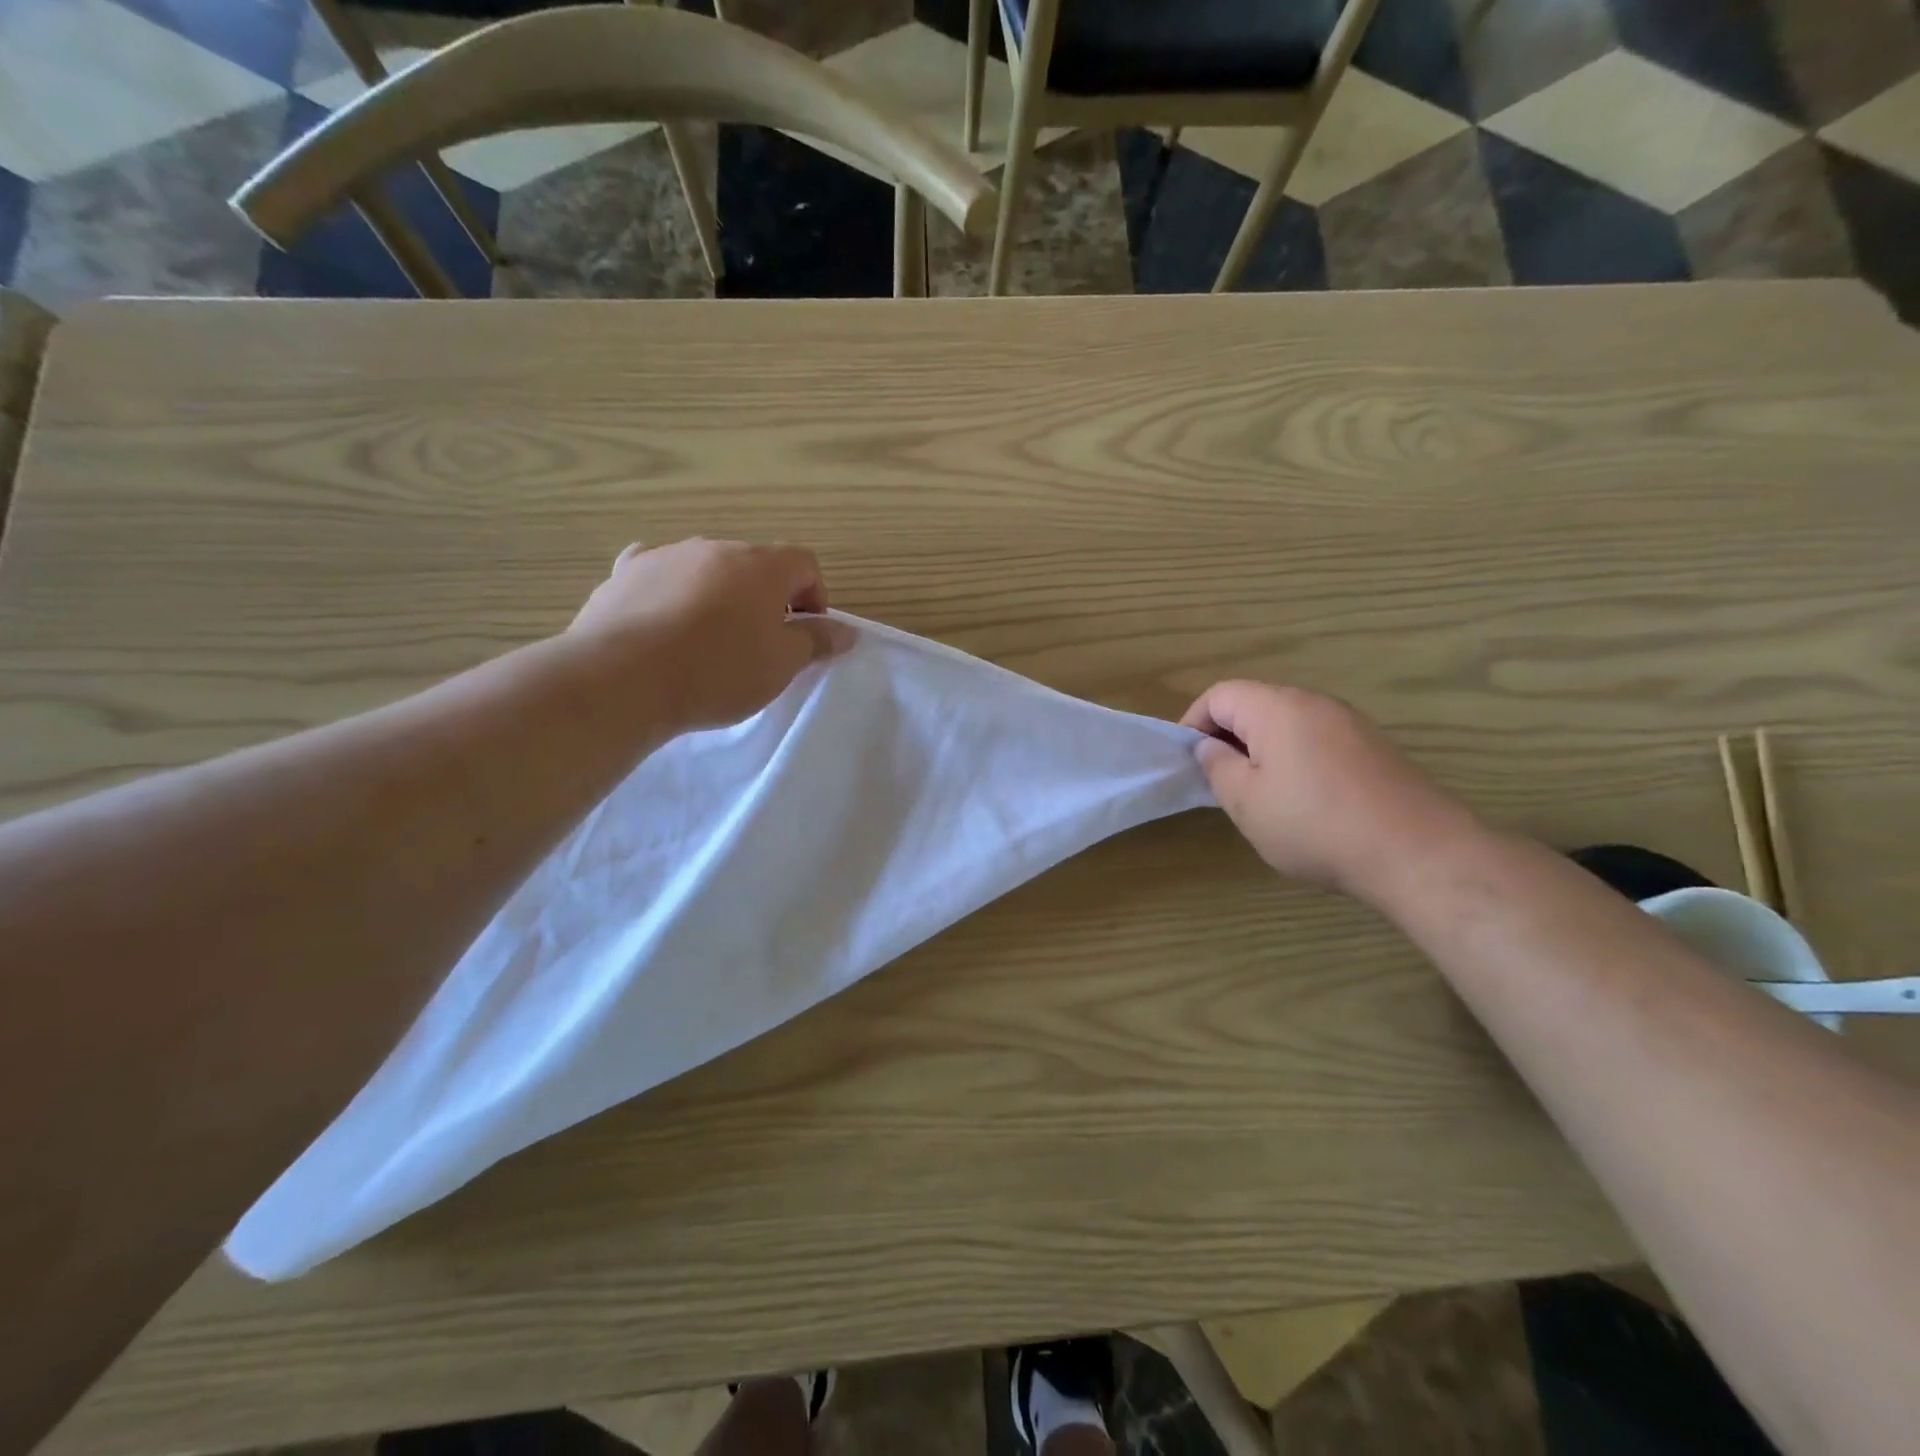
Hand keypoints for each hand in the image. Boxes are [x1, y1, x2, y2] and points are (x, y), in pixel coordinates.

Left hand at [571, 538, 854, 732]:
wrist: (623, 679)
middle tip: (760, 643)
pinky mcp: (624, 573)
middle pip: (755, 564)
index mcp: (761, 565)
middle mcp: (715, 548)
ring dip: (719, 594)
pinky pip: (658, 571)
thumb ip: (816, 641)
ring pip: (707, 568)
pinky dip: (670, 589)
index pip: (805, 564)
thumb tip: (846, 631)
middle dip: (767, 597)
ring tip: (708, 639)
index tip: (805, 635)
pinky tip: (663, 617)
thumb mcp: (781, 665)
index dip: (815, 597)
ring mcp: (666, 555)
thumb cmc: (718, 672)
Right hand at [1180, 681, 1480, 898]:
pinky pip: (1317, 739)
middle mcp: (1314, 702)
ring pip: (1287, 723)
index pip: (1219, 695)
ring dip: (1262, 749)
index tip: (1188, 760)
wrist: (1417, 852)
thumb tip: (1209, 747)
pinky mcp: (1373, 747)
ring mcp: (1350, 722)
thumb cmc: (1315, 825)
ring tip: (1259, 793)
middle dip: (1228, 736)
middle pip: (1255, 704)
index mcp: (1276, 708)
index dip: (1194, 723)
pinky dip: (1296, 758)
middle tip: (1219, 780)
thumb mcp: (1246, 802)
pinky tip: (1303, 801)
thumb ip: (1217, 767)